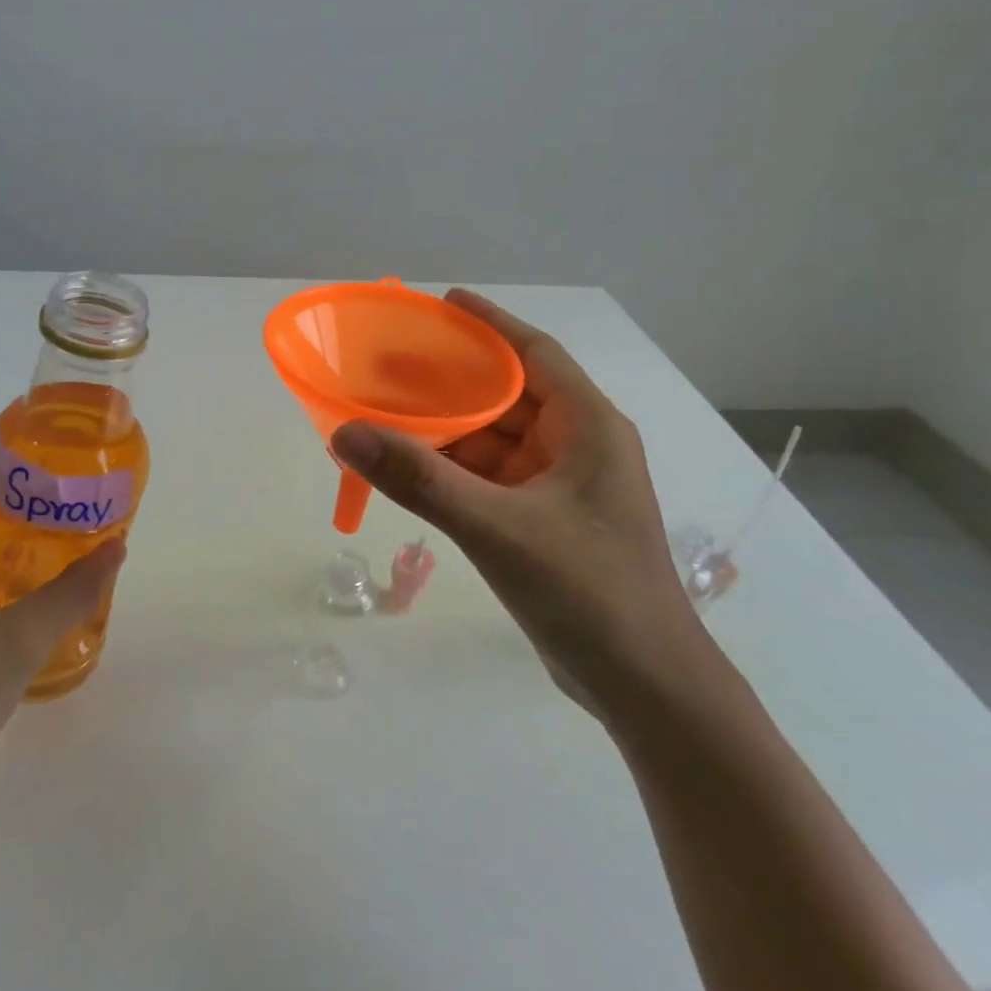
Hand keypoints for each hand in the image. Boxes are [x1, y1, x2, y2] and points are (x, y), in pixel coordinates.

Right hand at [330, 289, 701, 704]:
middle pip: (509, 395)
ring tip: (389, 414)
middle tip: (393, 365)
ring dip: (449, 429)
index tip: (441, 305)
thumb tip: (345, 432)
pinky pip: (492, 478)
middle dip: (454, 379)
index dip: (489, 325)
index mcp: (587, 427)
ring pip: (497, 440)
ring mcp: (563, 488)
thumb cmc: (587, 591)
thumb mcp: (497, 528)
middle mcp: (579, 447)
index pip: (535, 354)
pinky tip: (412, 469)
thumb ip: (419, 480)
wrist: (644, 686)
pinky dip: (454, 470)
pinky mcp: (546, 523)